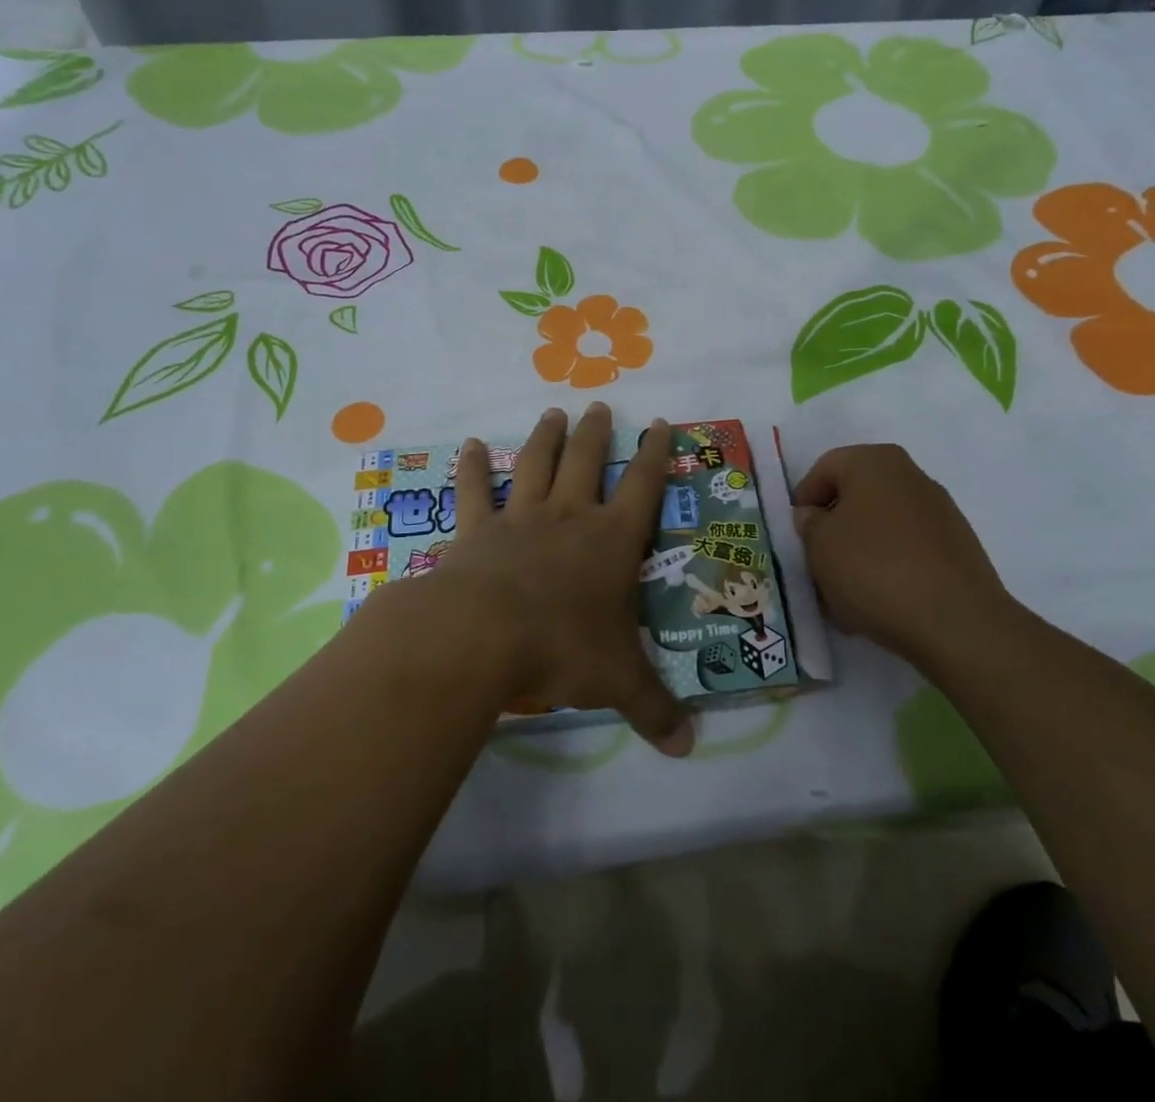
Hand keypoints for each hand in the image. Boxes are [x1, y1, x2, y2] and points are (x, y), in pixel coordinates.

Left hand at [424, 404, 694, 756]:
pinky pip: (473, 490)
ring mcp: (520, 518)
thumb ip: (654, 709)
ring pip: (535, 463)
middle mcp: (568, 517)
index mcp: (611, 541)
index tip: (661, 423)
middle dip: (597, 432)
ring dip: (546, 437)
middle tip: (600, 406)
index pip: (643, 486)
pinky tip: (465, 445)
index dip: (656, 453)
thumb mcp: (617, 682)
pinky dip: (469, 467)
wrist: (480, 636)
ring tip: (554, 412)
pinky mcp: (476, 530)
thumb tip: (688, 748)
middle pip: (587, 461)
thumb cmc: (559, 650)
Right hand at [791, 444, 1022, 667]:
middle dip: (833, 530)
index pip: (824, 468)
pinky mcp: (957, 547)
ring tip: (845, 595)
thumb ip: (809, 524)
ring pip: (881, 526)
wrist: (957, 622)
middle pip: (855, 497)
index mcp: (875, 462)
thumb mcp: (820, 546)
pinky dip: (888, 568)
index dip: (803, 501)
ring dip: (858, 553)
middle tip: (817, 566)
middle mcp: (911, 476)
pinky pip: (908, 549)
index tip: (796, 536)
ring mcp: (940, 511)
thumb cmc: (875, 570)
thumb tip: (816, 516)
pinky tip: (879, 603)